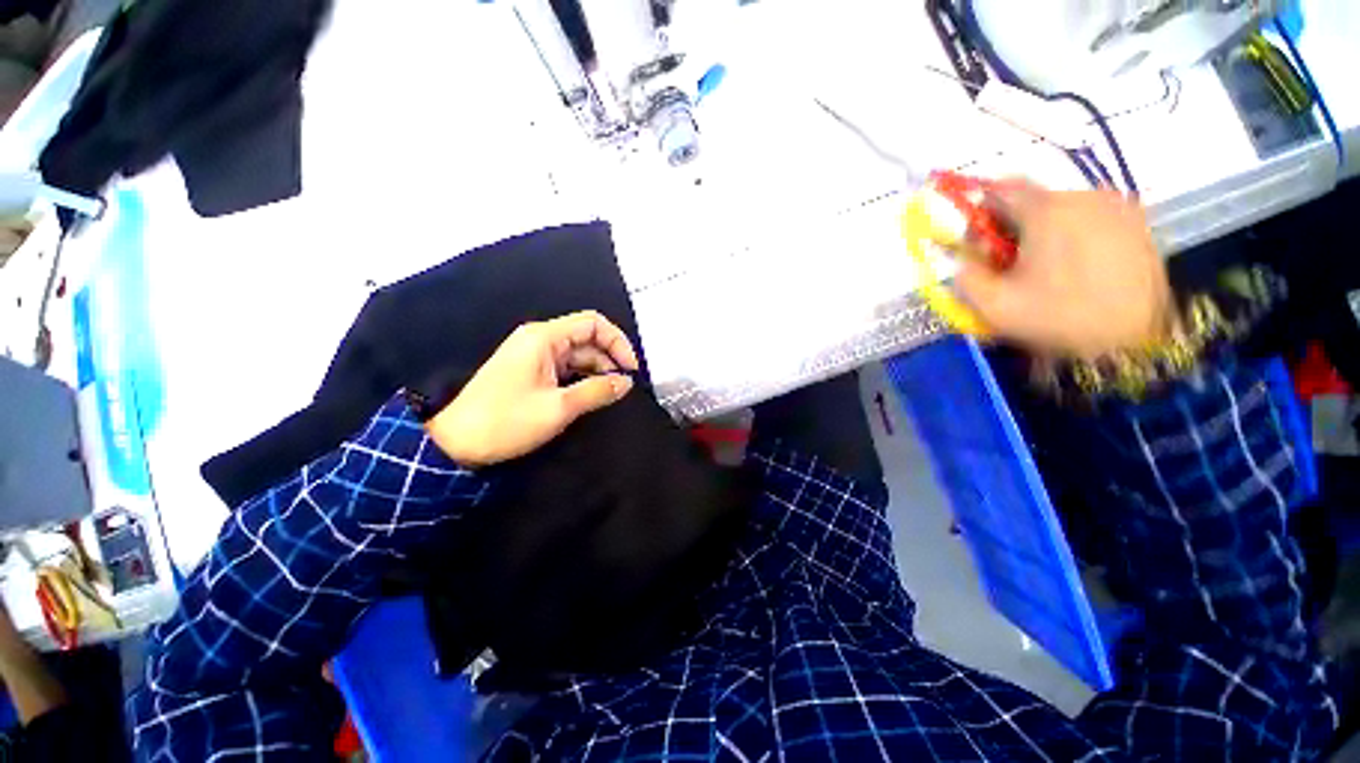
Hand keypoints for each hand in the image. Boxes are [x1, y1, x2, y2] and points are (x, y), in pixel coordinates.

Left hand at [425, 311, 639, 466]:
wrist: (456, 442)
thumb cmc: (507, 421)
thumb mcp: (559, 407)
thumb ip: (597, 391)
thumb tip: (626, 383)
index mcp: (544, 338)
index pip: (593, 323)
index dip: (617, 342)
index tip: (630, 369)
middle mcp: (540, 340)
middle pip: (587, 338)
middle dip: (609, 359)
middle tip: (623, 386)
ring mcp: (534, 355)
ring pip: (578, 354)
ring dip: (597, 371)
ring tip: (610, 393)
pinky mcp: (531, 371)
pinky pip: (565, 367)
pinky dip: (582, 378)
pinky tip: (592, 394)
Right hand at [955, 180, 1173, 359]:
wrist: (1135, 342)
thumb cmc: (1059, 318)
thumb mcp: (994, 306)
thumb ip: (966, 275)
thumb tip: (966, 258)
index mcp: (1046, 211)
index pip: (999, 191)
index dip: (981, 216)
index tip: (981, 247)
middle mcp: (1083, 196)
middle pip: (1031, 200)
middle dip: (1012, 228)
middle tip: (1012, 264)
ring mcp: (1116, 206)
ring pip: (1061, 209)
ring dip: (1045, 232)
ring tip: (1049, 270)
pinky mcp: (1137, 221)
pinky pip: (1090, 217)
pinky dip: (1074, 235)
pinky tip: (1078, 268)